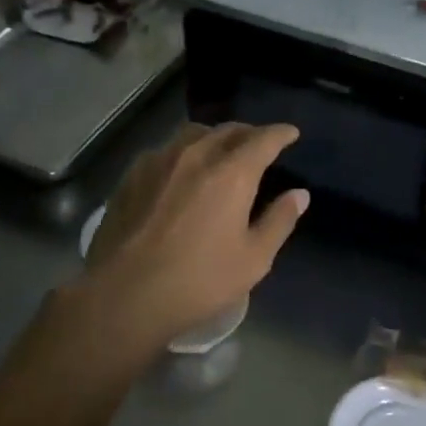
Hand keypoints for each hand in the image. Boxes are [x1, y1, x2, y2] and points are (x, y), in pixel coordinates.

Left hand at [80, 122, 308, 351]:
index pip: (263, 139)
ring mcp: (159, 161)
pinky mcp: (132, 175)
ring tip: (220, 151)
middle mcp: (195, 155)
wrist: (125, 295)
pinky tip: (181, 171)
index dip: (280, 134)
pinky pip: (165, 150)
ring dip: (214, 137)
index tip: (290, 133)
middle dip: (249, 133)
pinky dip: (183, 152)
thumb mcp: (253, 259)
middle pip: (227, 130)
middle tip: (259, 144)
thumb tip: (300, 194)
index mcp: (231, 173)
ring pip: (193, 134)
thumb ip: (279, 221)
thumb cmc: (199, 281)